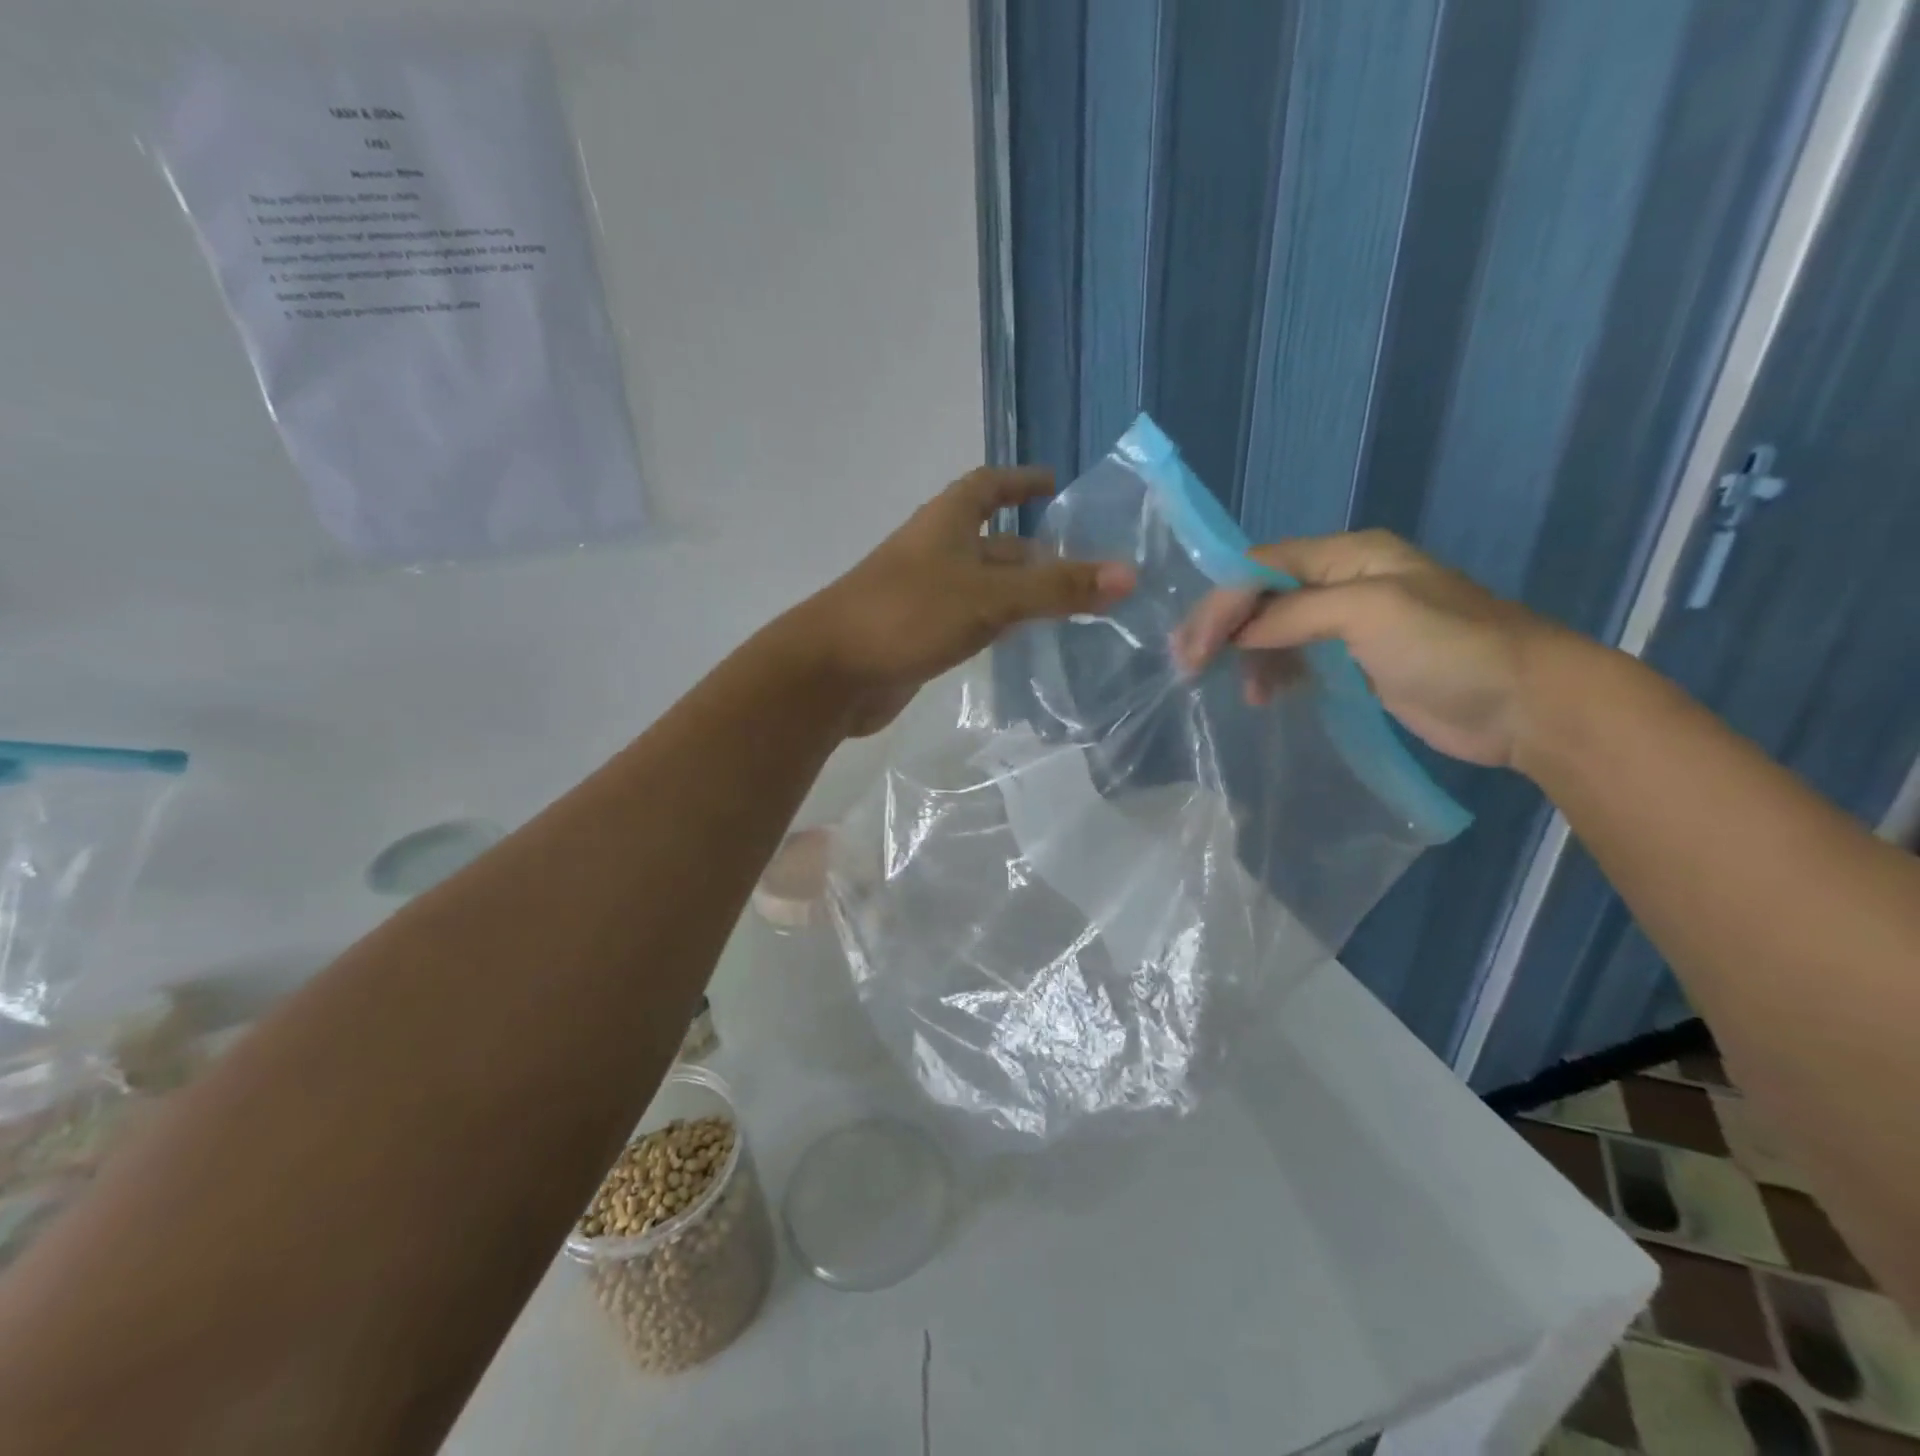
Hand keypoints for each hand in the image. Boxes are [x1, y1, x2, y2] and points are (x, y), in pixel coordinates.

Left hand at [790, 467, 1135, 735]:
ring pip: (983, 586)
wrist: (831, 672)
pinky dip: (998, 625)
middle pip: (992, 542)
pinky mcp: (919, 637)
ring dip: (1021, 592)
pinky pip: (970, 622)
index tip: (1054, 483)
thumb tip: (1129, 574)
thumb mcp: (988, 597)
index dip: (1019, 481)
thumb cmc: (906, 615)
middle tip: (1085, 566)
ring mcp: (925, 597)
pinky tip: (1024, 642)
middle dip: (1035, 550)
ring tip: (1070, 606)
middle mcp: (935, 553)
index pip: (986, 486)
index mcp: (945, 523)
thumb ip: (1056, 589)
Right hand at [1169, 529, 1564, 767]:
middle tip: (1191, 667)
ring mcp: (1351, 623)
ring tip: (1239, 692)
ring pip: (1275, 629)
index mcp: (1349, 555)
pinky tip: (1264, 696)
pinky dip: (1273, 673)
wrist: (1526, 705)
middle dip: (1225, 627)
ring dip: (1247, 655)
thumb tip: (1239, 635)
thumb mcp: (1369, 612)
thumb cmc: (1450, 647)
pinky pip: (1297, 658)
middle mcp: (1344, 581)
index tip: (1193, 647)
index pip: (1262, 566)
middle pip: (1263, 595)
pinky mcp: (1356, 662)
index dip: (1221, 601)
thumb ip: (1295, 614)